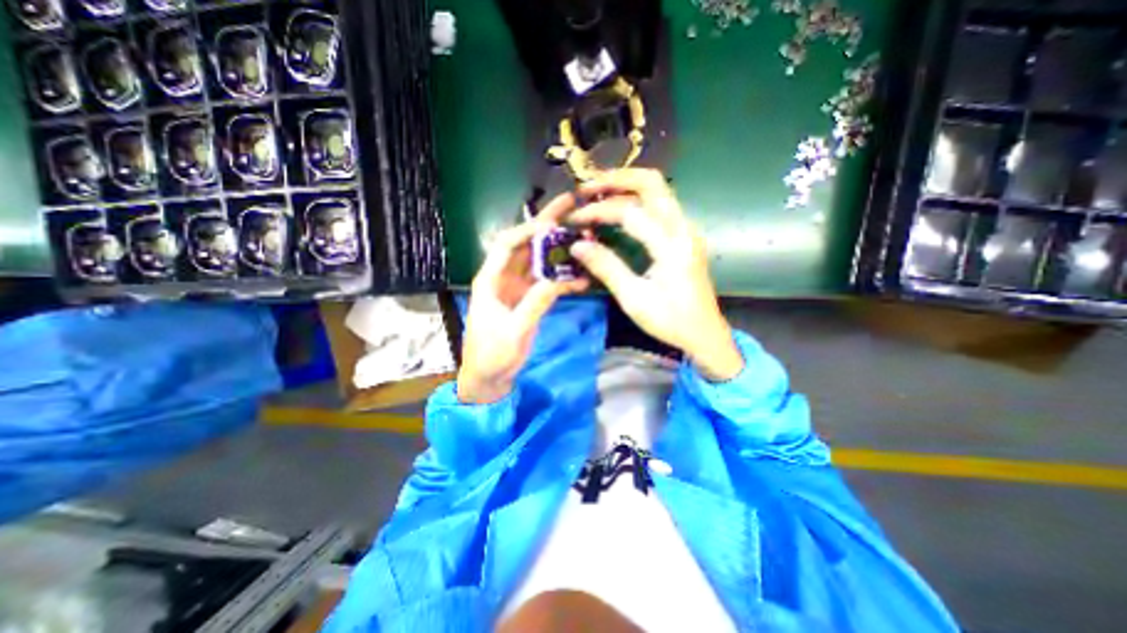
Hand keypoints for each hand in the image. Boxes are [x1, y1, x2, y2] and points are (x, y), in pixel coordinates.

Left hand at [458, 194, 589, 400]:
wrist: (489, 377)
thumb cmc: (492, 355)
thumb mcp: (513, 331)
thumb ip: (534, 304)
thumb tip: (557, 279)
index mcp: (490, 280)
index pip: (508, 244)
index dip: (529, 230)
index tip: (554, 222)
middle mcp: (504, 277)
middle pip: (526, 245)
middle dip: (547, 225)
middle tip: (570, 206)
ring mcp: (518, 288)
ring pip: (539, 260)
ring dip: (559, 249)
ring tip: (583, 236)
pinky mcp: (528, 299)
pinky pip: (547, 281)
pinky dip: (563, 278)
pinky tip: (582, 276)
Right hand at [568, 168, 746, 380]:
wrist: (704, 333)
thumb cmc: (670, 320)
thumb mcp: (634, 298)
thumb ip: (606, 267)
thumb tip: (577, 245)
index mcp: (671, 246)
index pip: (630, 213)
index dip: (598, 212)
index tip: (574, 219)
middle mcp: (682, 228)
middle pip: (651, 183)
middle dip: (616, 179)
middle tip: (586, 188)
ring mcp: (686, 229)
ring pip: (657, 190)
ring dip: (626, 187)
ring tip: (597, 194)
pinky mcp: (684, 236)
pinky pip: (659, 205)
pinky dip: (636, 200)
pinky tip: (617, 210)